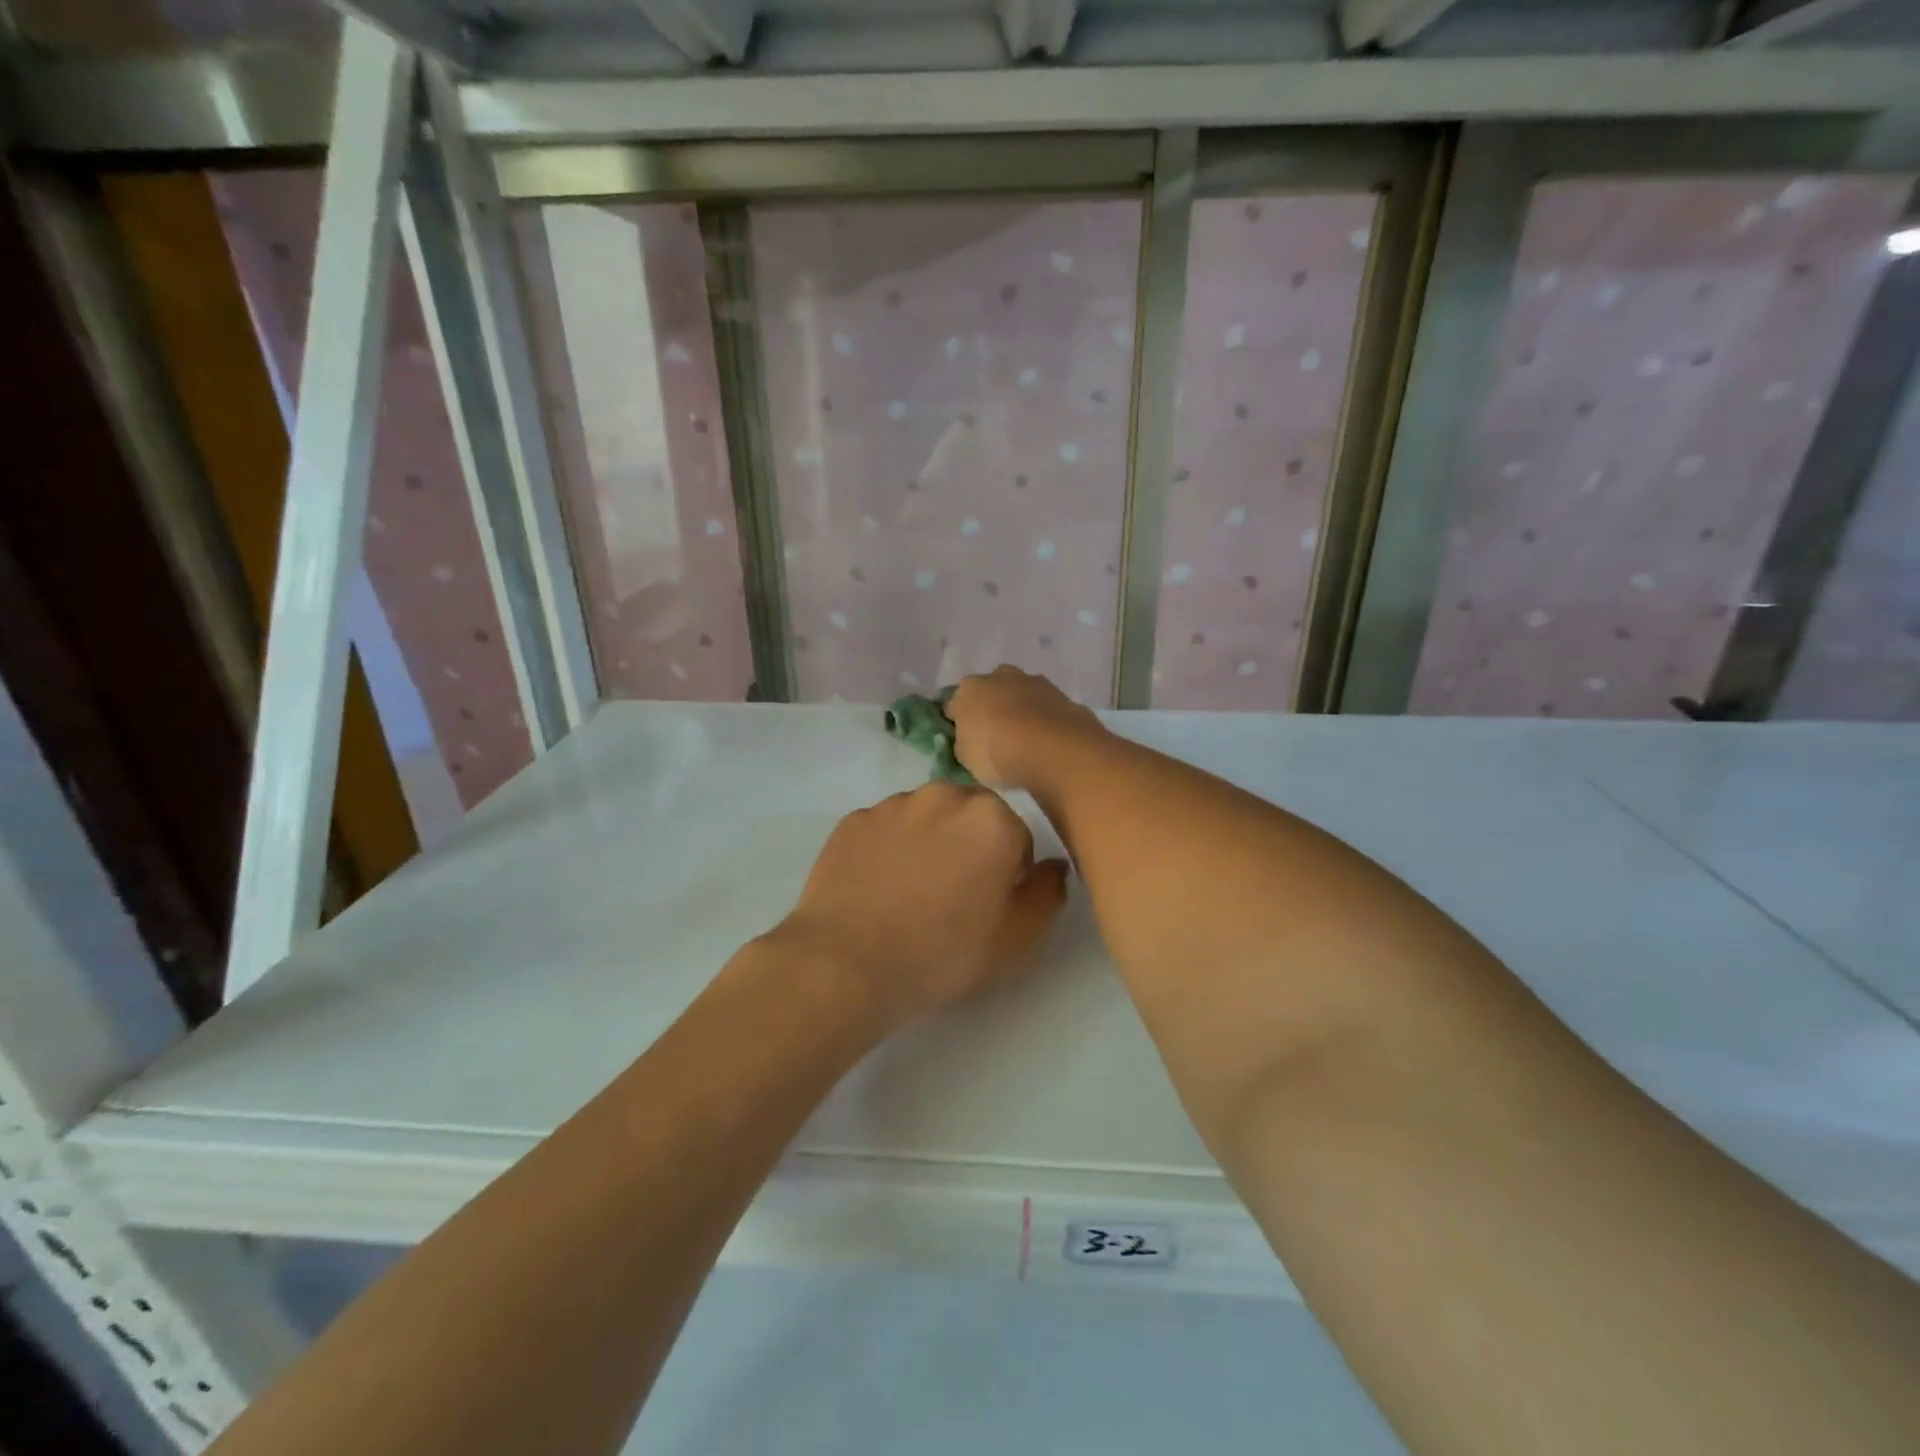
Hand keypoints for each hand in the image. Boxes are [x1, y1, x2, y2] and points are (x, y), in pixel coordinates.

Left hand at [772, 783, 1069, 1026]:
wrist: (846, 963)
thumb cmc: (944, 953)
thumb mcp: (1018, 938)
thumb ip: (1048, 893)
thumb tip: (1052, 865)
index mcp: (992, 818)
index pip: (1017, 838)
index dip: (1009, 874)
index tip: (990, 906)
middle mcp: (944, 795)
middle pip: (971, 817)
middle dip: (970, 846)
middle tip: (953, 896)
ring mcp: (893, 804)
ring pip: (926, 818)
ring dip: (929, 842)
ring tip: (911, 893)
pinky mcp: (853, 820)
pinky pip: (885, 829)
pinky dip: (889, 849)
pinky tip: (878, 889)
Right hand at [946, 667, 1105, 791]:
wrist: (1053, 748)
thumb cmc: (997, 753)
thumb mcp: (966, 758)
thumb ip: (963, 743)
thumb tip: (968, 739)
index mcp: (968, 689)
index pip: (954, 704)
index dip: (957, 723)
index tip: (964, 741)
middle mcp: (998, 676)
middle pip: (988, 692)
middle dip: (990, 709)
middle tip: (994, 738)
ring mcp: (1031, 681)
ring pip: (1018, 694)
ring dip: (1018, 710)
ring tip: (1024, 739)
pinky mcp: (1059, 693)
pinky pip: (1042, 706)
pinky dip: (1041, 717)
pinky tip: (1045, 738)